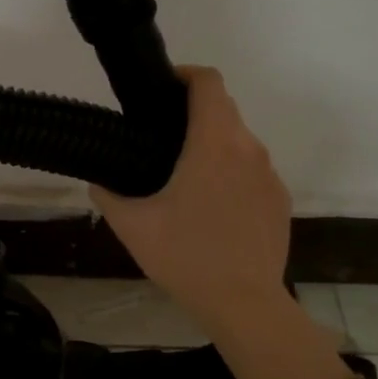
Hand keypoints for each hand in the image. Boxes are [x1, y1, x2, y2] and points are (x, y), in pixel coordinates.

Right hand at [90, 67, 290, 332]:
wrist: (243, 303)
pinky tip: (211, 209)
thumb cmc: (185, 257)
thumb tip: (98, 181)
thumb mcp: (132, 226)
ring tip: (184, 178)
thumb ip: (108, 194)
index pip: (209, 83)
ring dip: (213, 145)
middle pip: (225, 109)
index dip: (185, 75)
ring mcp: (269, 175)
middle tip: (161, 139)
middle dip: (194, 113)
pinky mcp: (279, 200)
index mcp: (214, 145)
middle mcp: (248, 149)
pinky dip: (231, 173)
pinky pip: (252, 171)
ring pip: (240, 141)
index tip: (162, 89)